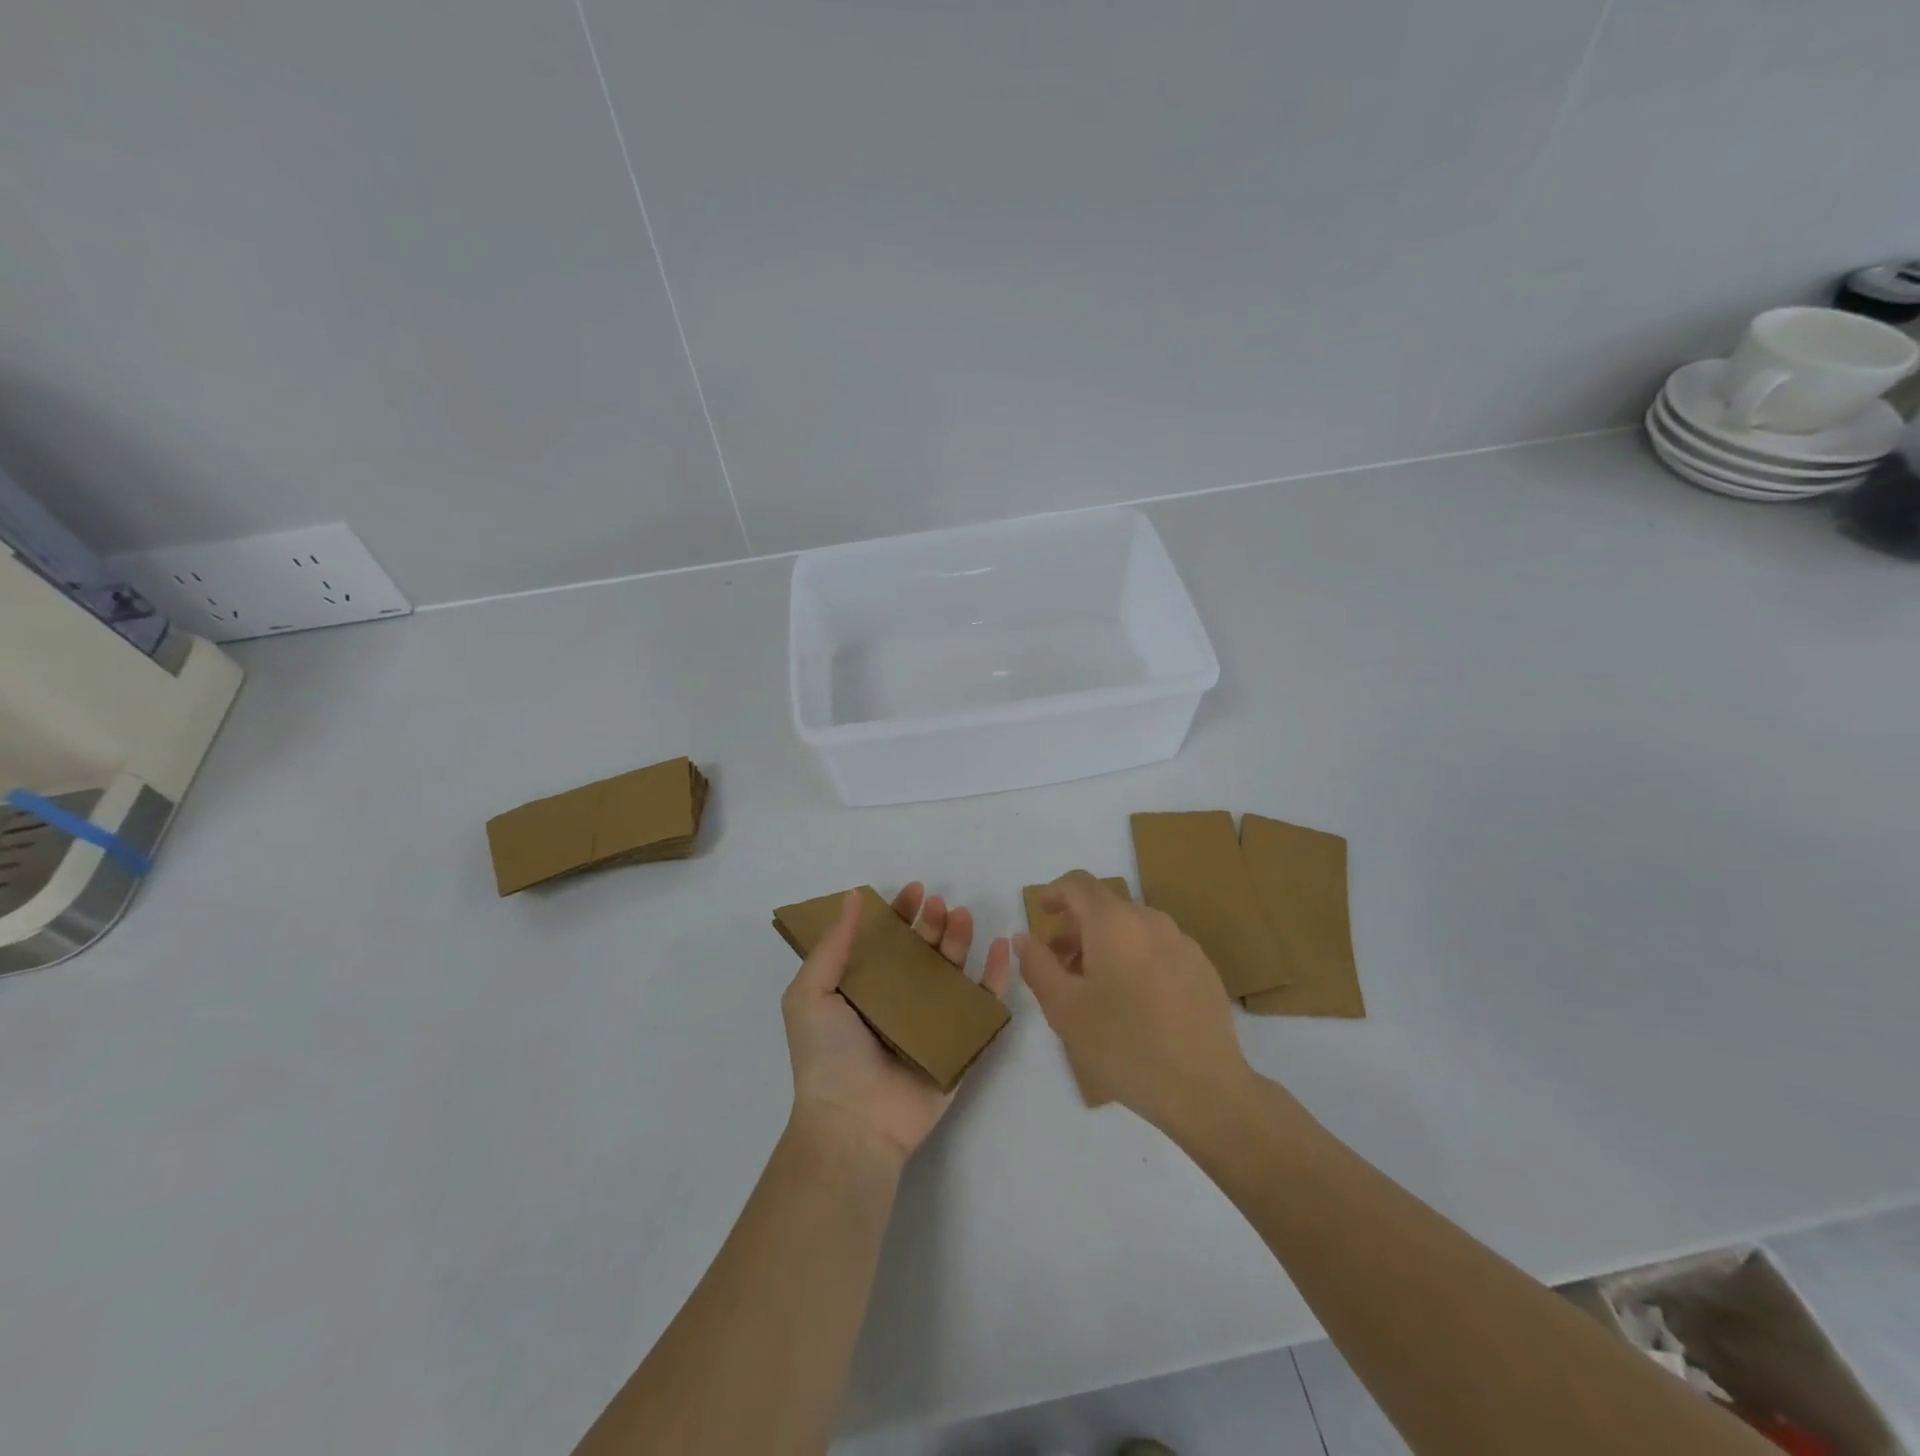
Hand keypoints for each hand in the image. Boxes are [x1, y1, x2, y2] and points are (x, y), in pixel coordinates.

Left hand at [782, 883, 1011, 1166]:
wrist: (854, 1122)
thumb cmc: (827, 1055)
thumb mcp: (810, 993)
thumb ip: (833, 945)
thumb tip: (853, 897)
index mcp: (865, 989)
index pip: (888, 941)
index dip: (901, 914)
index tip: (915, 891)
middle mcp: (899, 1001)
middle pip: (923, 951)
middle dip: (932, 923)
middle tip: (938, 905)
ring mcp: (932, 1022)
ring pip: (953, 971)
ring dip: (960, 940)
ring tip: (962, 916)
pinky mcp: (960, 1043)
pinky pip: (982, 1005)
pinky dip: (995, 976)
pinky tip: (1001, 947)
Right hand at [1015, 871, 1249, 1131]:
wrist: (1205, 1089)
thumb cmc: (1124, 1045)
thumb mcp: (1064, 1009)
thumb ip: (1037, 965)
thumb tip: (1024, 937)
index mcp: (1114, 922)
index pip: (1078, 884)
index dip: (1054, 893)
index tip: (1042, 916)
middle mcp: (1151, 920)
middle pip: (1105, 906)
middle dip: (1077, 927)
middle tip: (1060, 966)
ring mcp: (1182, 943)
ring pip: (1133, 928)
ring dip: (1106, 944)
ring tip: (1096, 988)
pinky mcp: (1203, 968)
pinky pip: (1158, 948)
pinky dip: (1136, 959)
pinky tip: (1135, 1003)